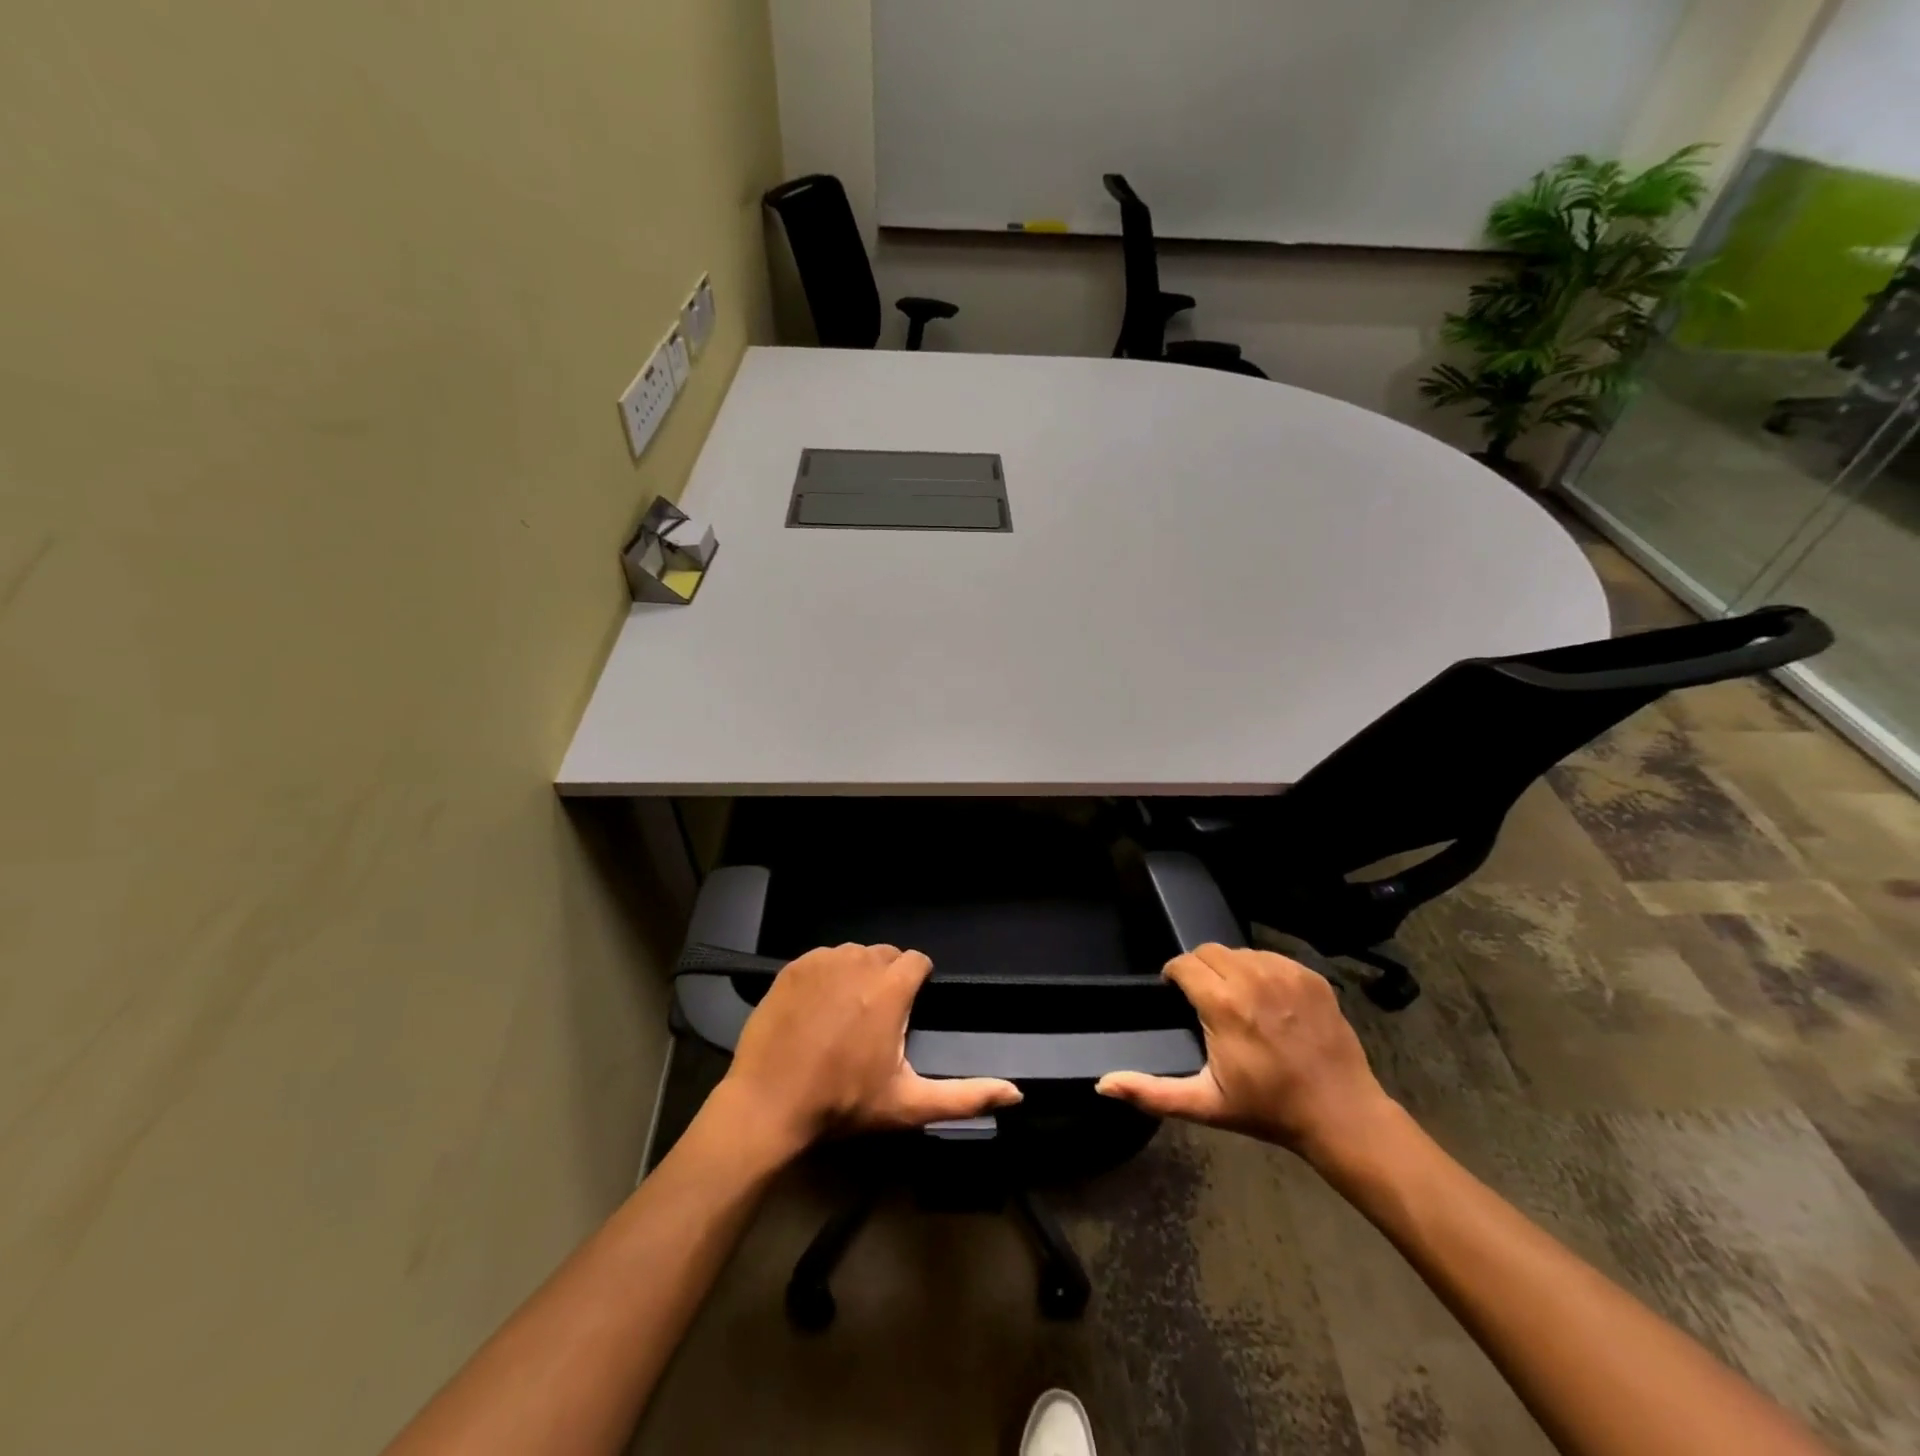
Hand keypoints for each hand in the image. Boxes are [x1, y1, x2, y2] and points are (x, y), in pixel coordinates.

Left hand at [720, 943, 1022, 1151]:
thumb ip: (965, 1096)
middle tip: (878, 1017)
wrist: (768, 1105)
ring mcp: (821, 961)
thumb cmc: (842, 1104)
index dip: (918, 980)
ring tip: (848, 1011)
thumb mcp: (908, 1104)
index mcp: (890, 989)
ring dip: (858, 973)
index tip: (909, 1007)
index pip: (917, 961)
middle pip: (886, 954)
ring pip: (853, 953)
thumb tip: (1017, 1094)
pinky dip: (827, 974)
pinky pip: (822, 958)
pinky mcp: (792, 967)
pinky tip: (818, 1007)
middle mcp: (858, 963)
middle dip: (889, 977)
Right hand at [1096, 943, 1396, 1166]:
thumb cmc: (1268, 1108)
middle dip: (1199, 969)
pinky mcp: (1310, 977)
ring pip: (1240, 952)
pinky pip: (1271, 958)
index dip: (1174, 976)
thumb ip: (1151, 1092)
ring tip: (1236, 1000)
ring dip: (1230, 969)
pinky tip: (1267, 1001)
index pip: (1184, 963)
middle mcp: (1252, 978)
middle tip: (1204, 1000)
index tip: (1175, 994)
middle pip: (1209, 951)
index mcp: (1223, 1004)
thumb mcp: (1205, 1104)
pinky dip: (1261, 971)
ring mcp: (1285, 973)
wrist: (1340, 1114)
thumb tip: (1104, 1084)